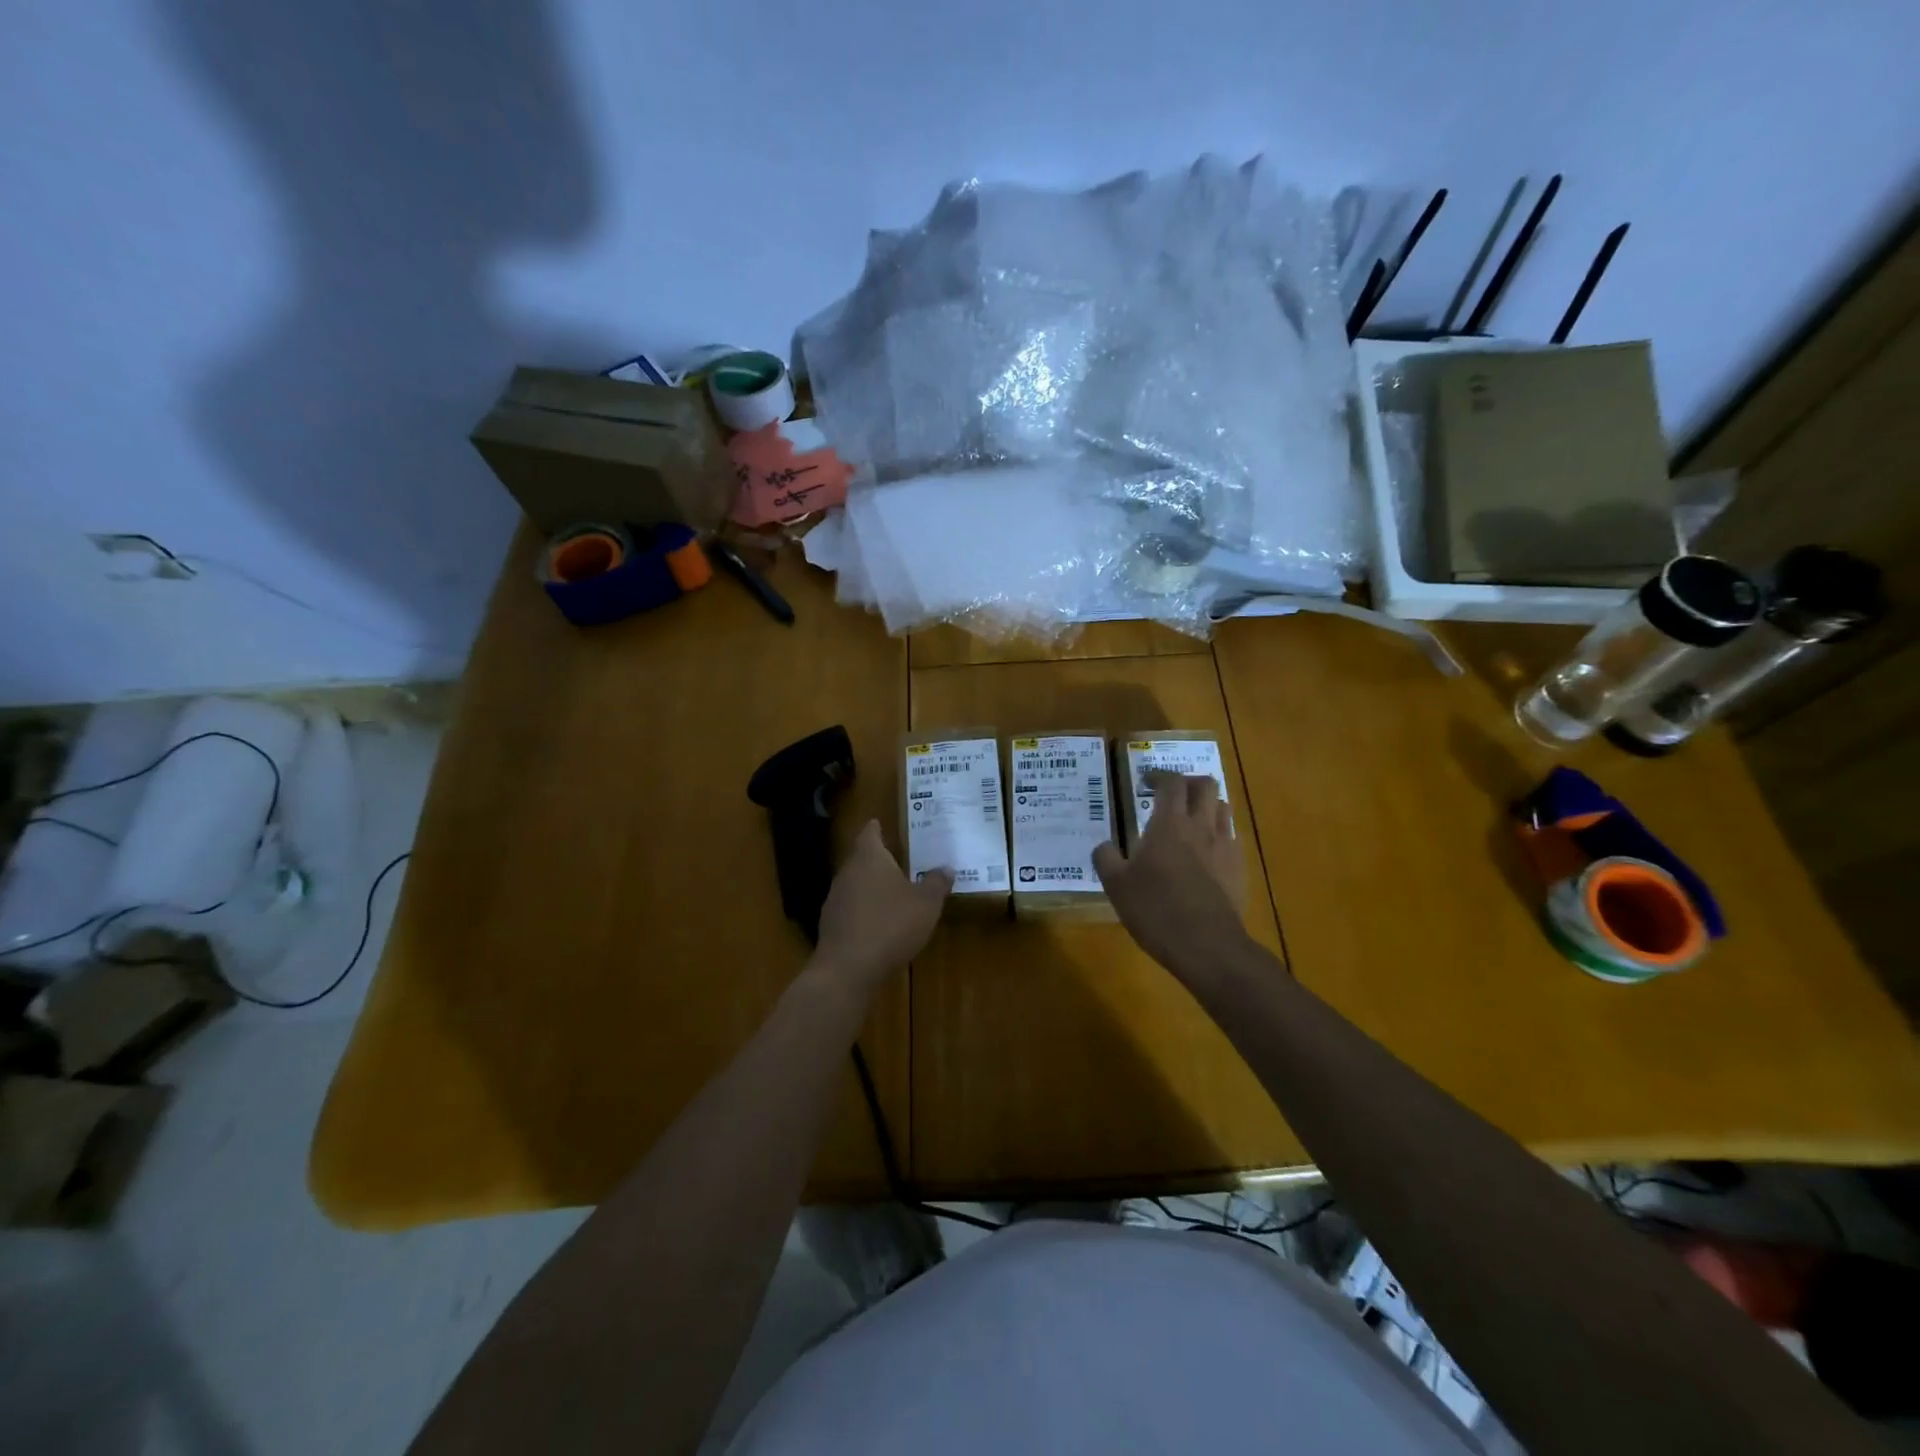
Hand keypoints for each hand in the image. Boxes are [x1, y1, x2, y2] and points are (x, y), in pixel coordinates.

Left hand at [812, 820, 950, 996]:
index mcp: (869, 857)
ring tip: (894, 892)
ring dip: (872, 886)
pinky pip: (852, 908)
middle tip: (900, 859)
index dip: (877, 827)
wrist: (848, 969)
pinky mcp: (831, 925)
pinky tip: (880, 923)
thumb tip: (946, 867)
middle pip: (862, 858)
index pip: (870, 832)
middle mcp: (847, 872)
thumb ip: (936, 883)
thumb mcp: (926, 904)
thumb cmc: (891, 925)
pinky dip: (865, 910)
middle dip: (879, 859)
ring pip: (856, 884)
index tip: (883, 823)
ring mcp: (835, 899)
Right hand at [1094, 772, 1248, 979]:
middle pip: (1205, 785)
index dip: (1158, 775)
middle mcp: (1201, 826)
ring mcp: (1225, 846)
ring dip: (1207, 805)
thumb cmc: (1156, 910)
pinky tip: (1206, 853)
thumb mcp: (1116, 886)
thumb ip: (1106, 859)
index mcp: (1169, 824)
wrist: (1207, 946)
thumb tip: (1104, 846)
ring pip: (1223, 807)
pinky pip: (1232, 837)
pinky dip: (1219, 834)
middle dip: (1188, 783)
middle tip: (1171, 795)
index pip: (1171, 782)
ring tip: (1190, 820)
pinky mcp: (1239, 869)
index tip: (1145, 781)